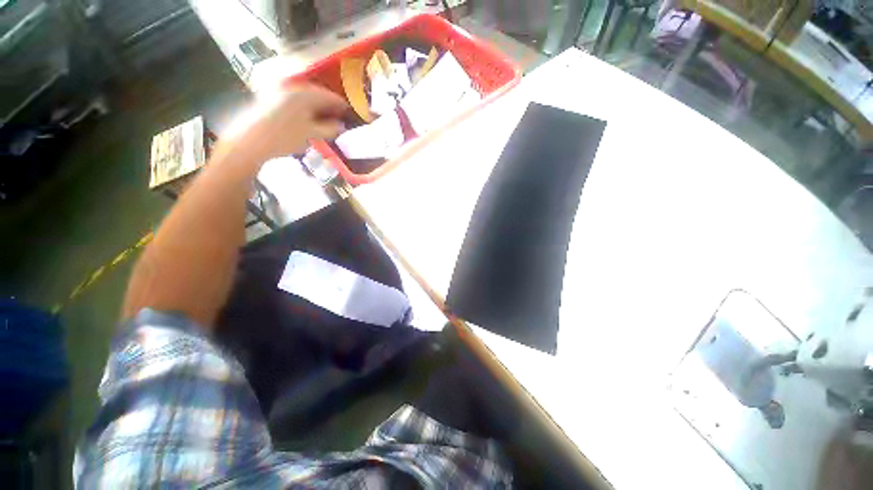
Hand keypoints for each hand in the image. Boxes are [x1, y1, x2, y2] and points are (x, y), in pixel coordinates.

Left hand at [226, 84, 347, 161]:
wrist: (249, 141)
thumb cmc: (284, 137)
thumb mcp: (312, 135)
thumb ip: (329, 129)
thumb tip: (341, 126)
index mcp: (305, 93)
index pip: (330, 96)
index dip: (342, 105)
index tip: (350, 114)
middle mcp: (292, 87)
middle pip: (317, 94)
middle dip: (329, 106)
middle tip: (339, 118)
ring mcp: (279, 91)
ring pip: (305, 97)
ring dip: (316, 107)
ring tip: (324, 120)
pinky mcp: (269, 99)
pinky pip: (294, 100)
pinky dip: (304, 108)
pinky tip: (307, 120)